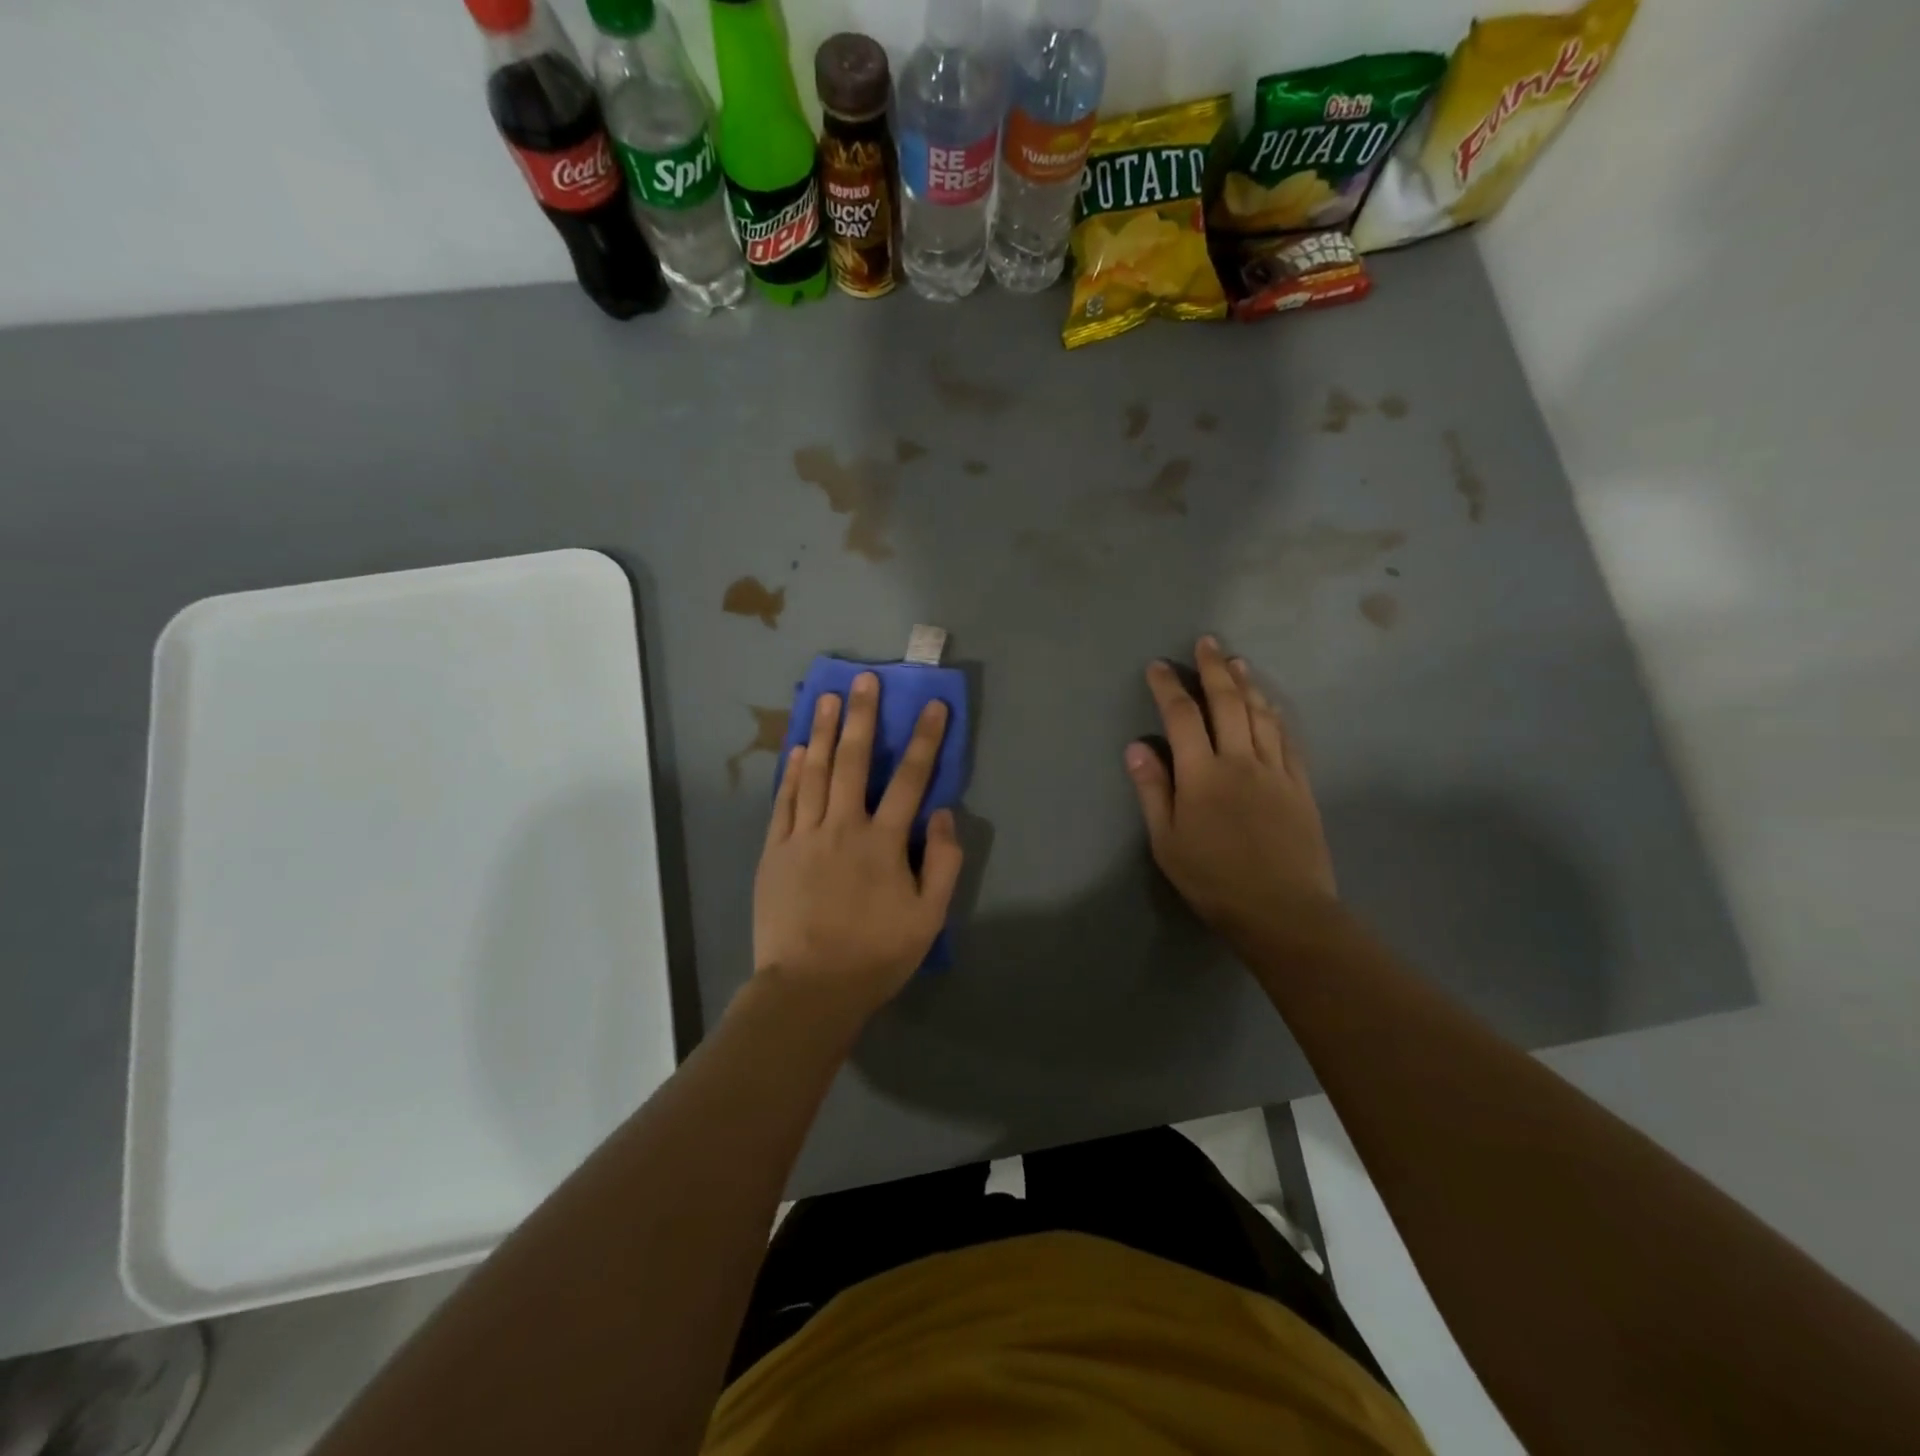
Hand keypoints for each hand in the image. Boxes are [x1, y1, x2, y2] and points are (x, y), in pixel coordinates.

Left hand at [752, 672, 962, 1025]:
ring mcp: (803, 836)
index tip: (931, 706)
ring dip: (821, 732)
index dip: (924, 739)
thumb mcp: (928, 916)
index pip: (910, 778)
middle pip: (853, 761)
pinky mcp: (774, 851)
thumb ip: (944, 861)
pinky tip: (796, 750)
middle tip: (864, 680)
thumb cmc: (875, 954)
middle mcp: (842, 826)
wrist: (809, 988)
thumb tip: (942, 812)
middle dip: (861, 716)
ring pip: (813, 772)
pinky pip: (784, 801)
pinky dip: (791, 773)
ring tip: (826, 697)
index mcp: (883, 841)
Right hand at [1126, 636, 1336, 942]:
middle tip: (1206, 642)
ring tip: (1236, 661)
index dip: (1168, 687)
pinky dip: (1276, 715)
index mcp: (1202, 774)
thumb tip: (1137, 747)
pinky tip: (1270, 704)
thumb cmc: (1213, 880)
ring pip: (1260, 714)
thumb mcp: (1167, 841)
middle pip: (1226, 703)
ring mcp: (1275, 770)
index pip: (1181, 717)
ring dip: (1247, 684)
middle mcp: (1240, 761)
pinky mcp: (1300, 785)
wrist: (1282, 910)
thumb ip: (1153, 790)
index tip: (1158, 666)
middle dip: (1213, 669)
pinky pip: (1287, 739)